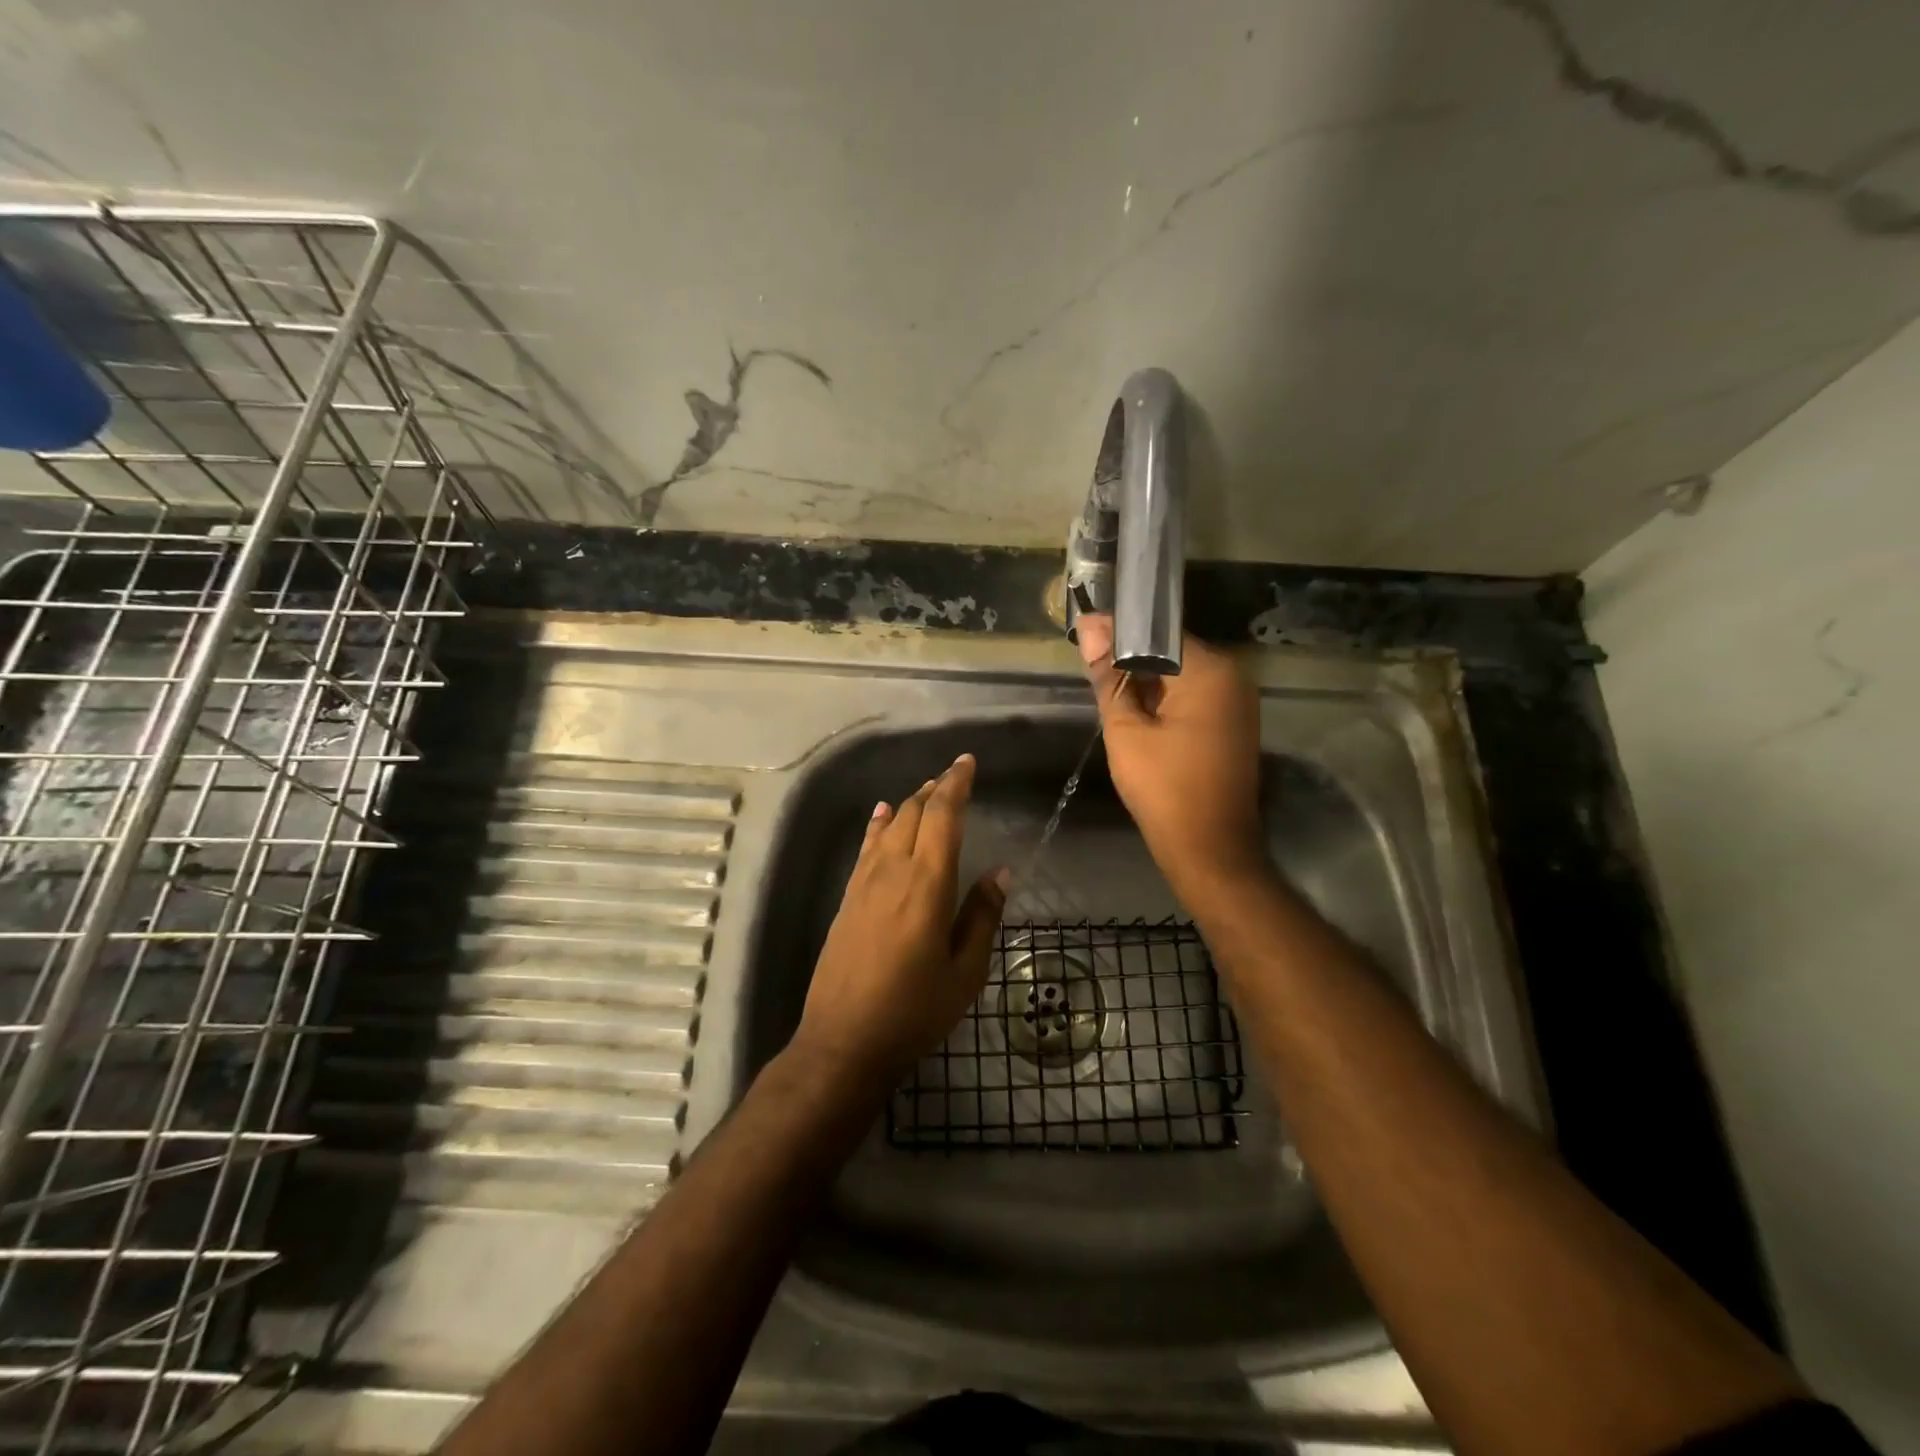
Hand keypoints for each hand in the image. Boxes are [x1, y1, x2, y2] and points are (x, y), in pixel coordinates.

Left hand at [791, 753, 1008, 1096]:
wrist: (843, 1041)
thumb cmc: (914, 1011)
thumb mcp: (964, 972)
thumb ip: (982, 917)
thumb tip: (1000, 873)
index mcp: (927, 884)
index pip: (942, 816)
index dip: (956, 785)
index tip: (967, 762)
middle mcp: (892, 872)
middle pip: (913, 813)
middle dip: (935, 789)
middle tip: (954, 776)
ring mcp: (864, 884)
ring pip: (888, 826)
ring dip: (909, 803)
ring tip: (927, 790)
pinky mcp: (847, 899)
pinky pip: (865, 848)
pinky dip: (878, 825)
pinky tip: (882, 816)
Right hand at [1076, 615, 1270, 899]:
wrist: (1209, 849)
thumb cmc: (1163, 788)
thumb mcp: (1125, 730)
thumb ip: (1109, 676)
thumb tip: (1089, 627)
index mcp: (1210, 670)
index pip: (1158, 631)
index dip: (1118, 632)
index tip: (1084, 636)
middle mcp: (1233, 675)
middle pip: (1172, 650)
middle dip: (1131, 657)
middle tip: (1091, 667)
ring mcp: (1239, 699)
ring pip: (1182, 673)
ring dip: (1147, 679)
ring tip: (1107, 688)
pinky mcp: (1235, 722)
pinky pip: (1195, 695)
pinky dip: (1166, 698)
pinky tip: (1138, 713)